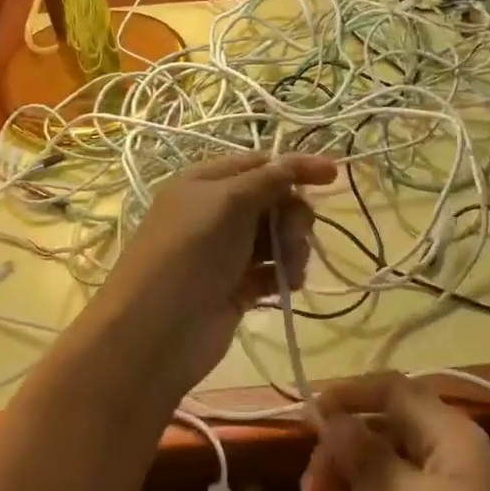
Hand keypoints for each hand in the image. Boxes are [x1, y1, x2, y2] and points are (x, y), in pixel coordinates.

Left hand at [93, 152, 336, 399]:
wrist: (156, 330)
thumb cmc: (190, 251)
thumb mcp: (229, 202)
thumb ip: (269, 179)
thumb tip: (299, 160)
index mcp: (205, 182)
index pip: (259, 164)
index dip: (295, 167)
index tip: (333, 177)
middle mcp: (215, 213)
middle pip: (273, 200)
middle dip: (292, 214)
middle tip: (292, 234)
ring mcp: (225, 252)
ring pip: (276, 236)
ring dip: (292, 247)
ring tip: (290, 268)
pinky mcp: (236, 288)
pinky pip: (272, 270)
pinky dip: (284, 274)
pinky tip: (287, 285)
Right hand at [301, 373, 489, 490]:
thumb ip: (369, 460)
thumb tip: (332, 418)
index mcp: (448, 433)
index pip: (391, 389)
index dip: (348, 394)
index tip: (308, 417)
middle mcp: (449, 449)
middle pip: (383, 428)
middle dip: (342, 454)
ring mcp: (450, 487)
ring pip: (386, 466)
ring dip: (350, 488)